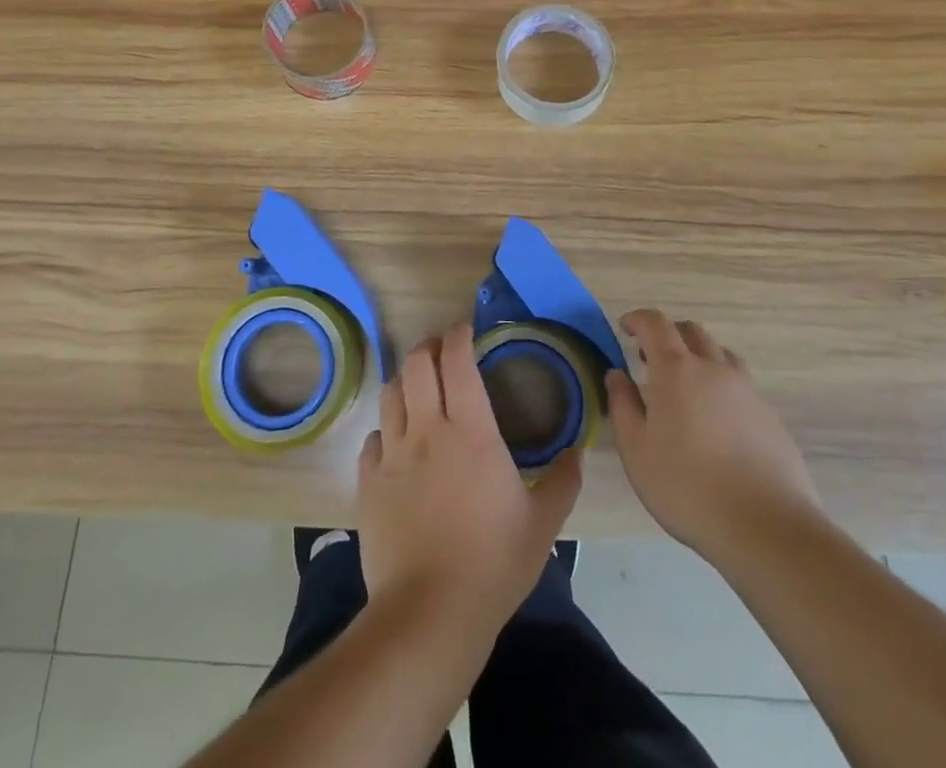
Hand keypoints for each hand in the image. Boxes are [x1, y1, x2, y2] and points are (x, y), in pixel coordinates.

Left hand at [357, 322, 582, 640]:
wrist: (430, 614)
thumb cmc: (493, 564)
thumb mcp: (543, 525)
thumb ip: (562, 482)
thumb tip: (577, 453)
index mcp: (470, 431)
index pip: (457, 361)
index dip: (458, 336)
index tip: (465, 330)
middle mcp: (426, 430)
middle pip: (416, 364)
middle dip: (428, 348)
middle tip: (441, 353)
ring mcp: (392, 455)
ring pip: (390, 394)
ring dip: (404, 382)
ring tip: (417, 389)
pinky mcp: (368, 483)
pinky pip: (373, 440)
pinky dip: (385, 431)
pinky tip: (396, 444)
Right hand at [606, 309, 820, 567]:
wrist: (766, 527)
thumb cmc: (687, 487)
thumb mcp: (636, 450)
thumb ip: (622, 405)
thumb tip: (616, 375)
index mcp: (676, 369)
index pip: (655, 323)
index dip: (638, 319)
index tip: (625, 328)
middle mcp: (714, 368)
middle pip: (691, 331)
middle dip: (668, 335)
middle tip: (650, 359)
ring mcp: (747, 391)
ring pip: (720, 355)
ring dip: (698, 357)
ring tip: (685, 387)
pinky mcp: (770, 417)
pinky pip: (740, 386)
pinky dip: (721, 387)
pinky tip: (716, 422)